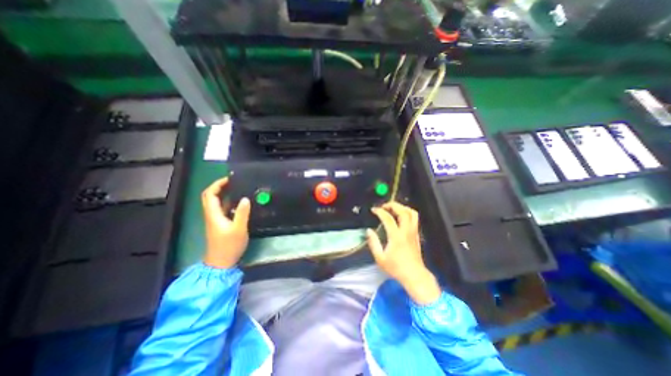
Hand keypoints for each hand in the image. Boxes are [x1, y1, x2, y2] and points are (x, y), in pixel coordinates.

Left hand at [201, 177, 250, 268]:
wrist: (221, 262)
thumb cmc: (229, 246)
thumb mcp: (238, 229)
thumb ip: (242, 213)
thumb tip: (245, 198)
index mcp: (213, 214)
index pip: (210, 194)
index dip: (217, 184)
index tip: (229, 179)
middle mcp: (212, 215)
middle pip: (209, 197)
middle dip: (219, 187)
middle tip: (233, 182)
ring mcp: (215, 220)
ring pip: (215, 202)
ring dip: (223, 193)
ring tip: (238, 189)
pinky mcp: (220, 224)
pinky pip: (222, 208)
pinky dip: (228, 201)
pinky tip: (239, 202)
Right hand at [366, 203, 440, 305]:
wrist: (414, 276)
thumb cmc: (396, 268)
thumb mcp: (380, 258)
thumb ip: (373, 243)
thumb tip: (368, 230)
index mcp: (396, 237)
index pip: (388, 218)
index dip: (380, 211)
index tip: (374, 210)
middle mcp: (406, 231)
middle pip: (403, 211)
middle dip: (393, 205)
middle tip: (384, 206)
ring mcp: (413, 232)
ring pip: (412, 213)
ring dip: (402, 207)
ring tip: (393, 208)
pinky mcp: (417, 234)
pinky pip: (414, 218)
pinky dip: (407, 212)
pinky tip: (400, 216)